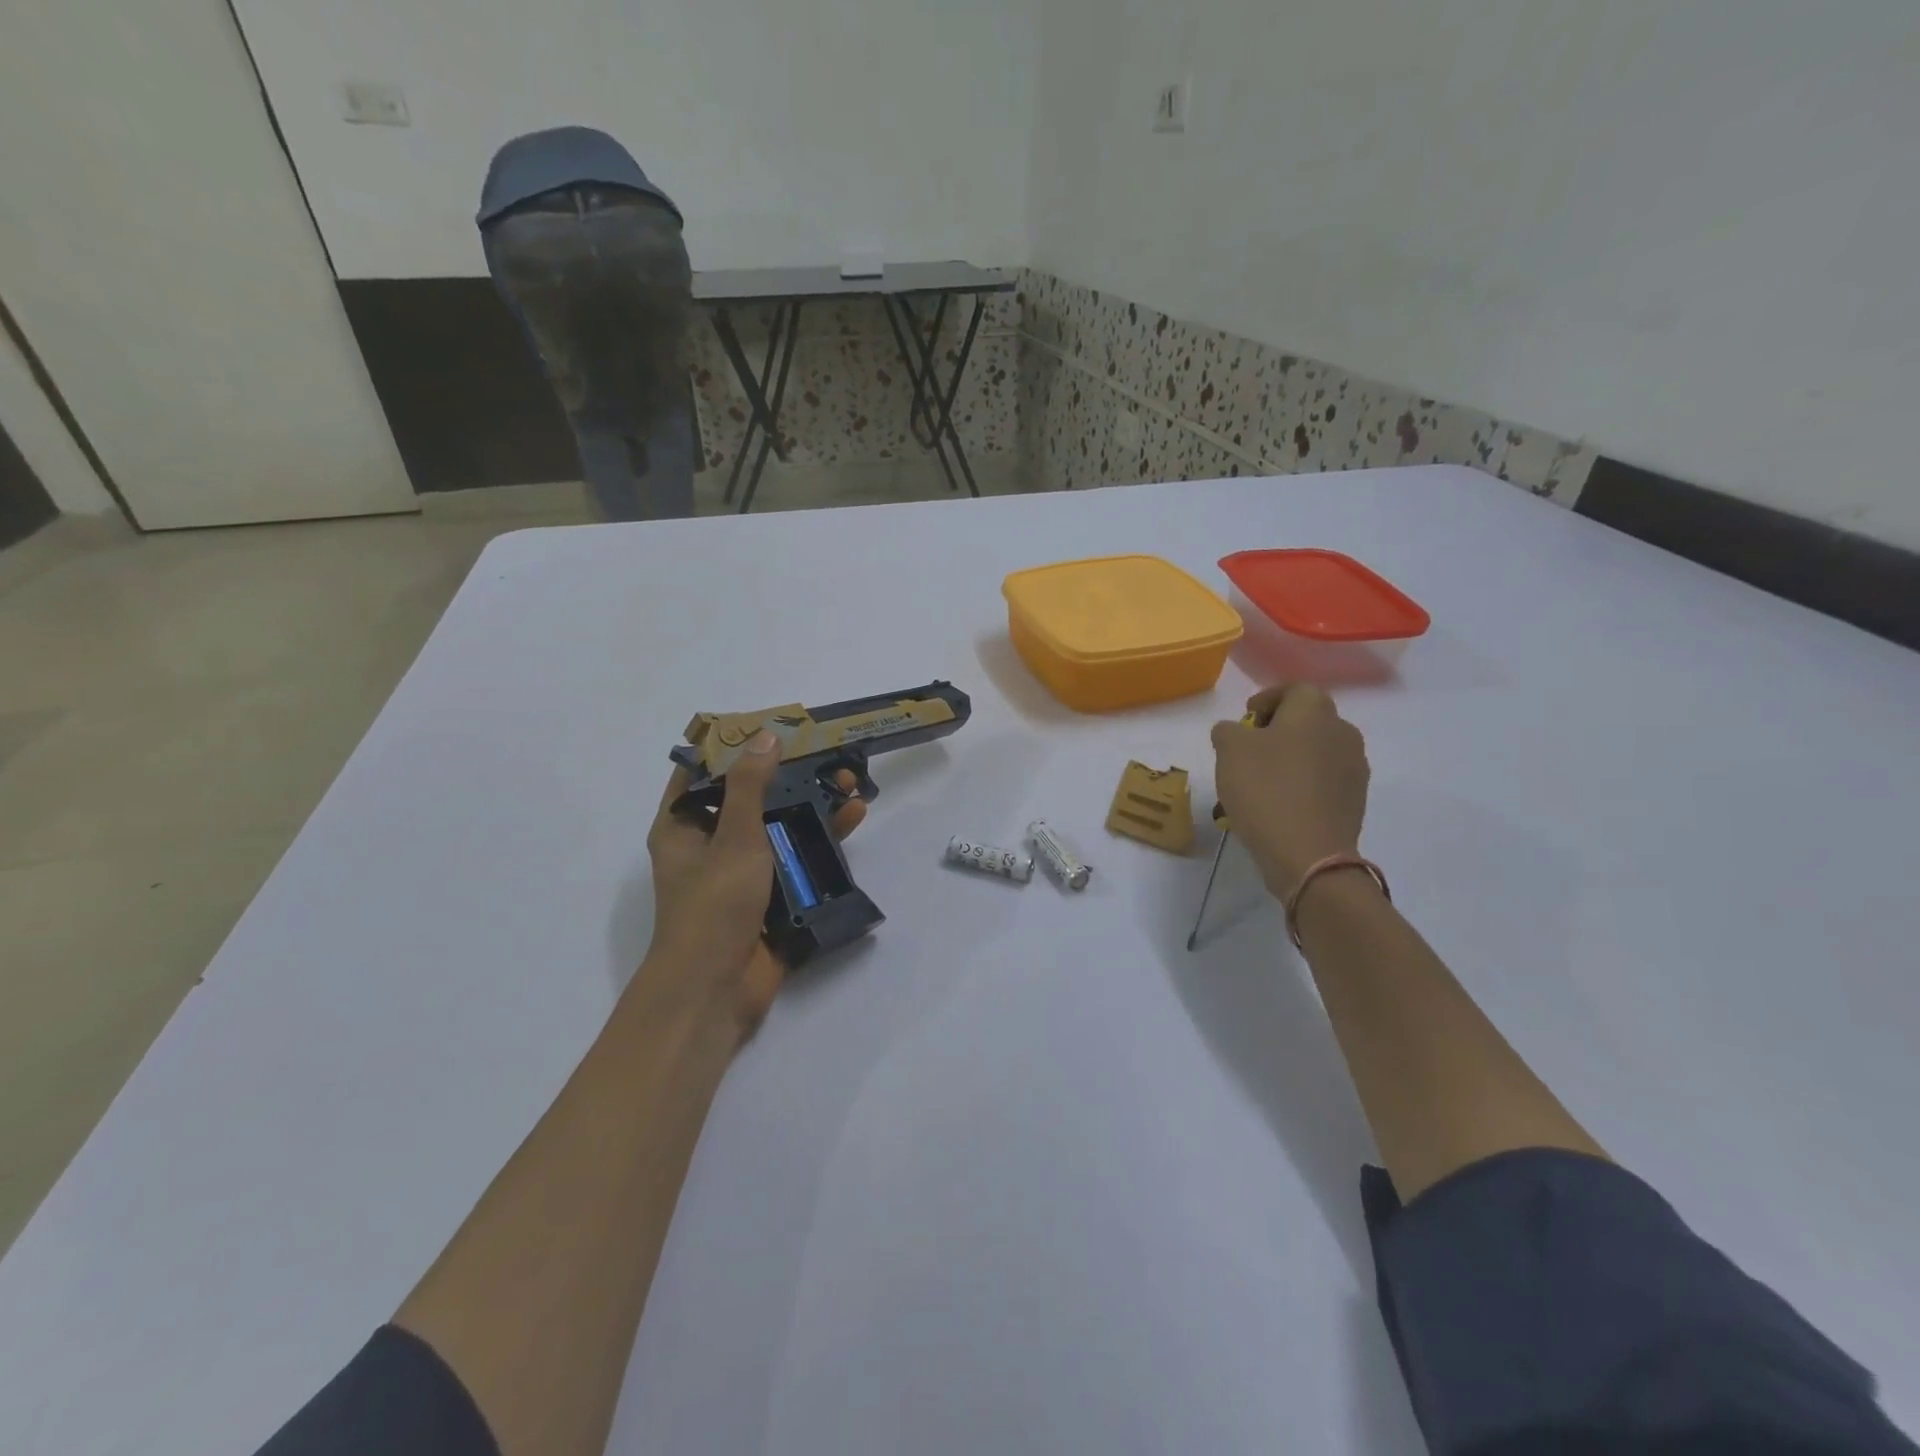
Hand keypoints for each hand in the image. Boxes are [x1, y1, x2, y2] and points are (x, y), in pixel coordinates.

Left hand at [643, 730, 866, 1040]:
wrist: (715, 990)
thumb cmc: (714, 904)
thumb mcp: (734, 836)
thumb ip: (750, 786)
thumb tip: (764, 737)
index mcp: (683, 827)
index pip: (701, 773)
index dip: (732, 747)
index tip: (769, 728)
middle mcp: (709, 845)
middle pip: (749, 799)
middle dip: (787, 776)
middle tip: (824, 755)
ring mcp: (740, 874)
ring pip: (777, 829)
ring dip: (810, 807)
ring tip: (849, 784)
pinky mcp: (768, 898)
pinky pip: (794, 861)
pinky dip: (819, 842)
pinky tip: (851, 822)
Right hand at [1211, 685, 1369, 899]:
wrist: (1308, 853)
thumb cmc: (1266, 789)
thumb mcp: (1229, 750)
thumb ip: (1228, 730)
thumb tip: (1234, 731)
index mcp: (1315, 711)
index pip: (1294, 689)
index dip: (1267, 699)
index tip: (1245, 717)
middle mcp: (1343, 732)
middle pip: (1308, 720)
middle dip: (1278, 730)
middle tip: (1249, 749)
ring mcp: (1354, 768)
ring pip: (1316, 752)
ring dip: (1291, 759)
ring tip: (1261, 781)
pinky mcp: (1354, 800)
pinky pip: (1323, 781)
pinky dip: (1302, 784)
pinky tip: (1279, 804)